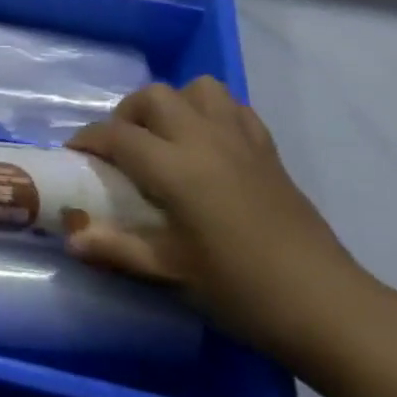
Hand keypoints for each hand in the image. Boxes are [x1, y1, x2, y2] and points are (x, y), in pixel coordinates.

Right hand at [67, 77, 374, 364]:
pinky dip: (212, 113)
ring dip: (173, 104)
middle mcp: (203, 140)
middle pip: (153, 97)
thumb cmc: (241, 291)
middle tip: (122, 149)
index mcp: (175, 168)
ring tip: (165, 138)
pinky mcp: (268, 150)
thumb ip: (116, 249)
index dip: (88, 140)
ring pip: (198, 89)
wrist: (326, 306)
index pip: (117, 135)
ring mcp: (240, 140)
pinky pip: (234, 108)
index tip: (76, 155)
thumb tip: (70, 239)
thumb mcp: (170, 273)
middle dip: (127, 114)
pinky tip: (208, 144)